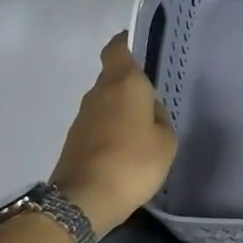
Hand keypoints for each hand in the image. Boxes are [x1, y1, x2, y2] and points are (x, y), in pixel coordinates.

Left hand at [50, 35, 177, 234]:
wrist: (84, 199)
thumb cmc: (133, 161)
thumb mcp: (166, 140)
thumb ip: (160, 117)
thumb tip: (150, 111)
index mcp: (123, 83)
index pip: (118, 48)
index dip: (129, 43)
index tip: (143, 47)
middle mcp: (98, 93)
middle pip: (114, 77)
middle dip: (133, 84)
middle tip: (157, 100)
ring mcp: (83, 117)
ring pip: (108, 102)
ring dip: (124, 110)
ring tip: (147, 129)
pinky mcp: (76, 140)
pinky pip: (101, 124)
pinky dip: (114, 130)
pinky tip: (130, 149)